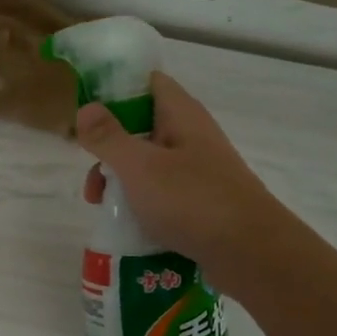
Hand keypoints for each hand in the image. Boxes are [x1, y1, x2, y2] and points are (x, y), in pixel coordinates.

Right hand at [77, 71, 280, 278]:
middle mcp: (191, 135)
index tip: (84, 108)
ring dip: (120, 179)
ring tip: (100, 205)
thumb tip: (85, 108)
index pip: (146, 82)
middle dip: (109, 146)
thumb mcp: (140, 167)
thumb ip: (108, 137)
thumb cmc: (193, 200)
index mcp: (181, 115)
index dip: (114, 88)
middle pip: (140, 126)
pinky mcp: (200, 201)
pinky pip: (161, 192)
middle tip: (90, 173)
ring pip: (147, 163)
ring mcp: (197, 169)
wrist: (251, 253)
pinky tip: (126, 223)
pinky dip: (140, 202)